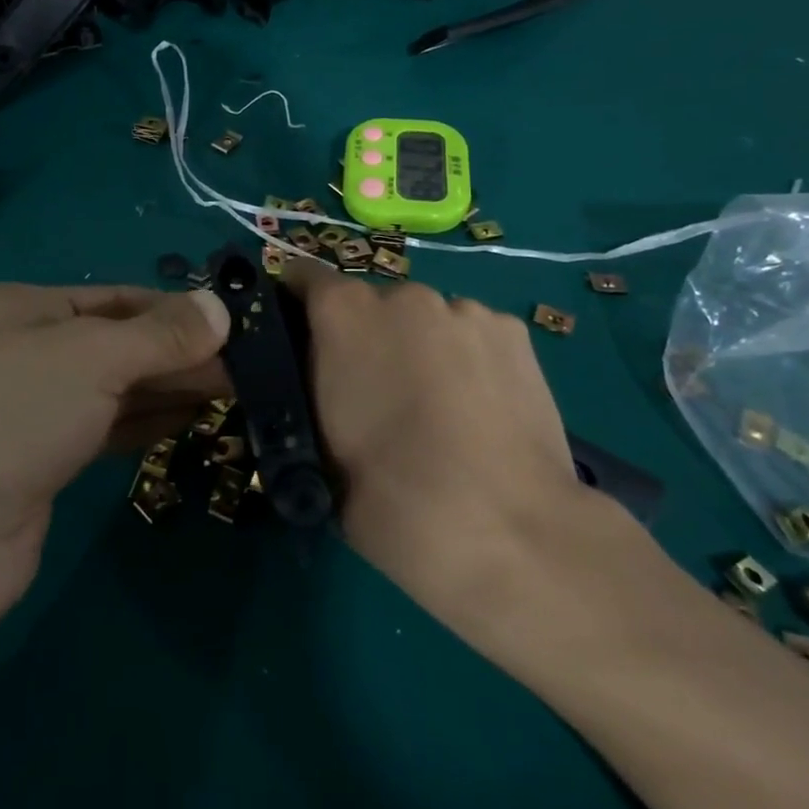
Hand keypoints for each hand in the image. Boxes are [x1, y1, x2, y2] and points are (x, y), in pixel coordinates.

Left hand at [0, 283, 230, 623]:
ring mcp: (32, 411)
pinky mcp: (42, 465)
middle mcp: (25, 352)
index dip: (175, 309)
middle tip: (248, 365)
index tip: (234, 324)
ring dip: (169, 388)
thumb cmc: (12, 412)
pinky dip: (147, 423)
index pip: (116, 298)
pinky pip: (106, 431)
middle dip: (179, 352)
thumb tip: (222, 308)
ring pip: (115, 389)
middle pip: (119, 344)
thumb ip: (160, 335)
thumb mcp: (91, 356)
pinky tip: (191, 421)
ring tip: (235, 389)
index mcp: (23, 308)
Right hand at [281, 258, 616, 634]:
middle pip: (370, 303)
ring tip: (437, 409)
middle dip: (364, 337)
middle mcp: (402, 294)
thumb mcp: (312, 442)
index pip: (302, 276)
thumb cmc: (386, 494)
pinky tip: (479, 409)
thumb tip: (310, 372)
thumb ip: (305, 386)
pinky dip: (465, 359)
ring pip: (424, 320)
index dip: (295, 307)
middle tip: (373, 396)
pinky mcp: (513, 333)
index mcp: (342, 311)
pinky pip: (470, 334)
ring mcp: (464, 309)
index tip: (300, 345)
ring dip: (417, 347)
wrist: (504, 532)